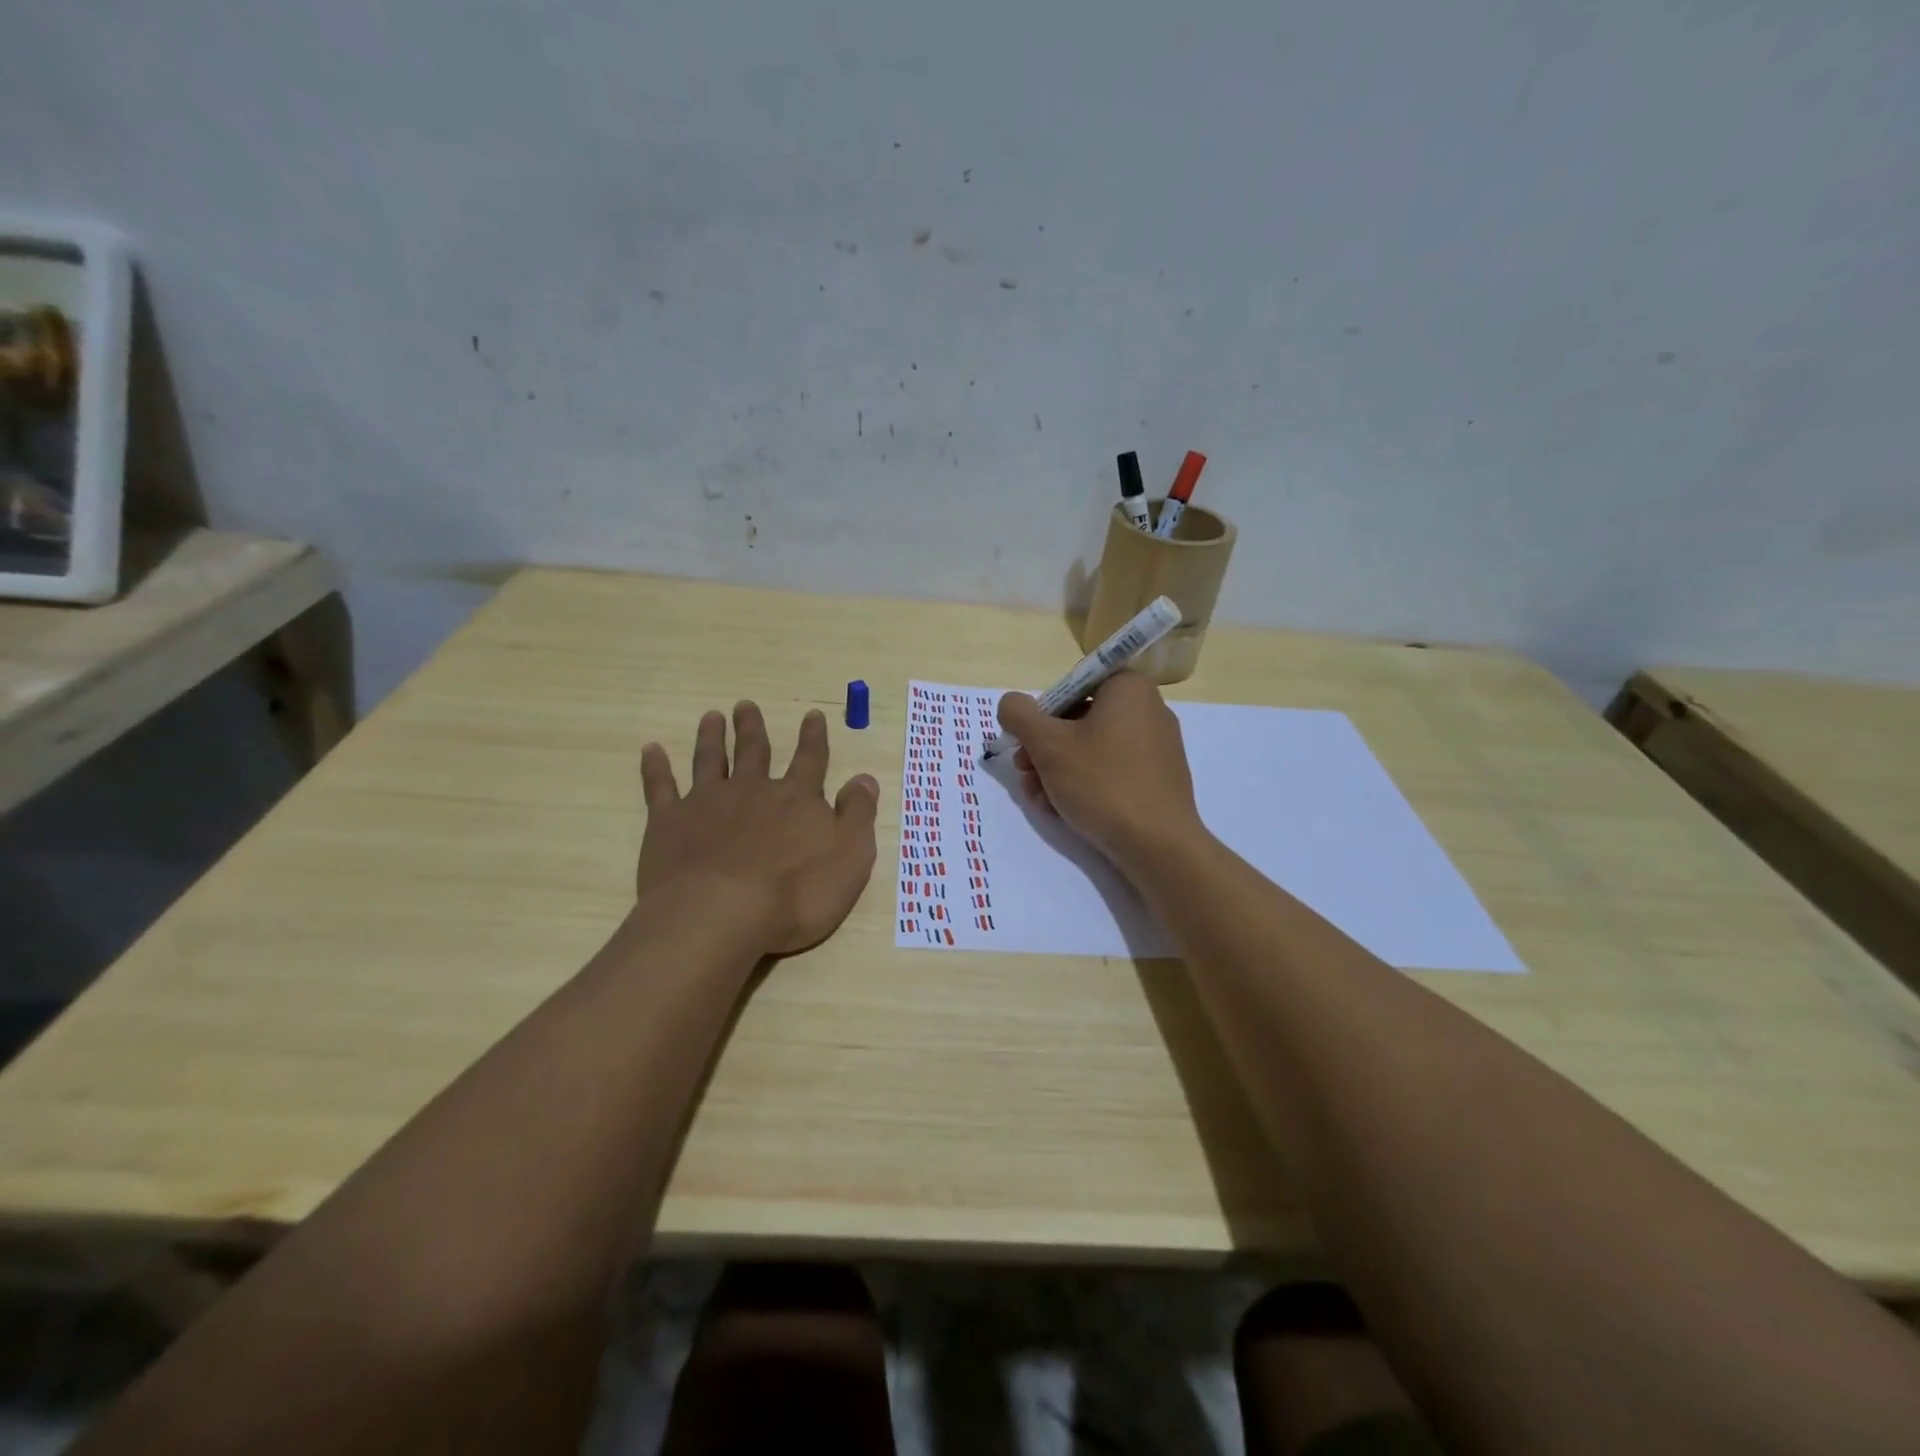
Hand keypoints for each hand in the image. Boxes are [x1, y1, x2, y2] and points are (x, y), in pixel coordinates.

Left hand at [637, 702, 879, 954]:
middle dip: (752, 728)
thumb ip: (858, 815)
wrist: (722, 914)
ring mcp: (707, 803)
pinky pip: (660, 787)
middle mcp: (752, 791)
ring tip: (711, 717)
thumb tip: (864, 778)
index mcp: (796, 799)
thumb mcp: (850, 857)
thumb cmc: (796, 894)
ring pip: (711, 760)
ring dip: (711, 737)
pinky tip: (651, 750)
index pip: (810, 760)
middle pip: (754, 751)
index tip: (812, 714)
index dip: (813, 737)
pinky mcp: (668, 823)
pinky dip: (656, 768)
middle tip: (745, 705)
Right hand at [997, 671, 1204, 875]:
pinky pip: (1112, 770)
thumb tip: (1010, 704)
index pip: (1072, 686)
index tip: (1026, 743)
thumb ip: (1019, 715)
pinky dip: (1084, 784)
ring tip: (1039, 799)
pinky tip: (1062, 810)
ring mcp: (1157, 746)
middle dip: (1044, 748)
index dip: (1042, 714)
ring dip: (1057, 770)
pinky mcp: (1159, 778)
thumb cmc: (1102, 783)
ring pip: (1092, 749)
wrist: (1158, 845)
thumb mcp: (1048, 745)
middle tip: (1024, 773)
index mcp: (1128, 688)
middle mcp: (1149, 709)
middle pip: (1079, 719)